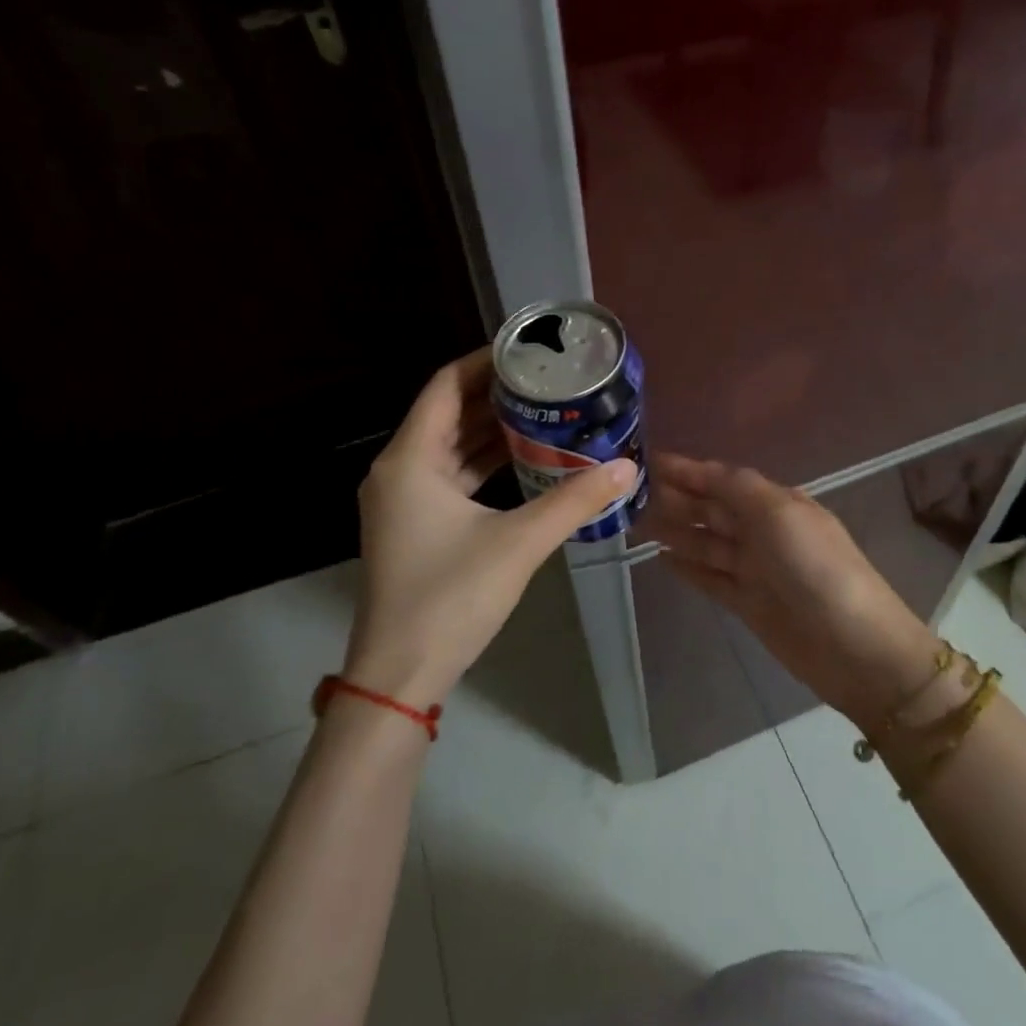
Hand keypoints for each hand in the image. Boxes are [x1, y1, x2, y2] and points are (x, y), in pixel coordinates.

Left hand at [345, 349, 637, 710]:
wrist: (400, 674)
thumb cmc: (451, 598)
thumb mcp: (518, 543)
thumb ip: (574, 501)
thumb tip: (625, 468)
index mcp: (410, 459)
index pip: (446, 385)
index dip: (484, 362)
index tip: (527, 351)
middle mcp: (399, 469)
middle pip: (447, 412)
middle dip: (495, 394)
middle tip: (546, 380)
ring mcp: (404, 499)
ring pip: (450, 446)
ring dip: (491, 429)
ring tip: (543, 410)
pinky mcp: (415, 524)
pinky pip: (451, 475)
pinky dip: (484, 462)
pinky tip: (525, 459)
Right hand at [652, 453, 940, 729]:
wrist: (854, 648)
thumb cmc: (817, 569)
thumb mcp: (779, 514)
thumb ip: (737, 488)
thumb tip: (702, 469)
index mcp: (776, 503)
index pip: (722, 479)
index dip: (686, 470)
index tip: (647, 461)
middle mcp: (763, 531)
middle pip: (711, 508)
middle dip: (675, 497)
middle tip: (629, 492)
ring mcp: (755, 569)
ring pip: (705, 542)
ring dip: (673, 529)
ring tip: (634, 521)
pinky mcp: (747, 603)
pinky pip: (709, 577)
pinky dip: (687, 566)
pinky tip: (660, 557)